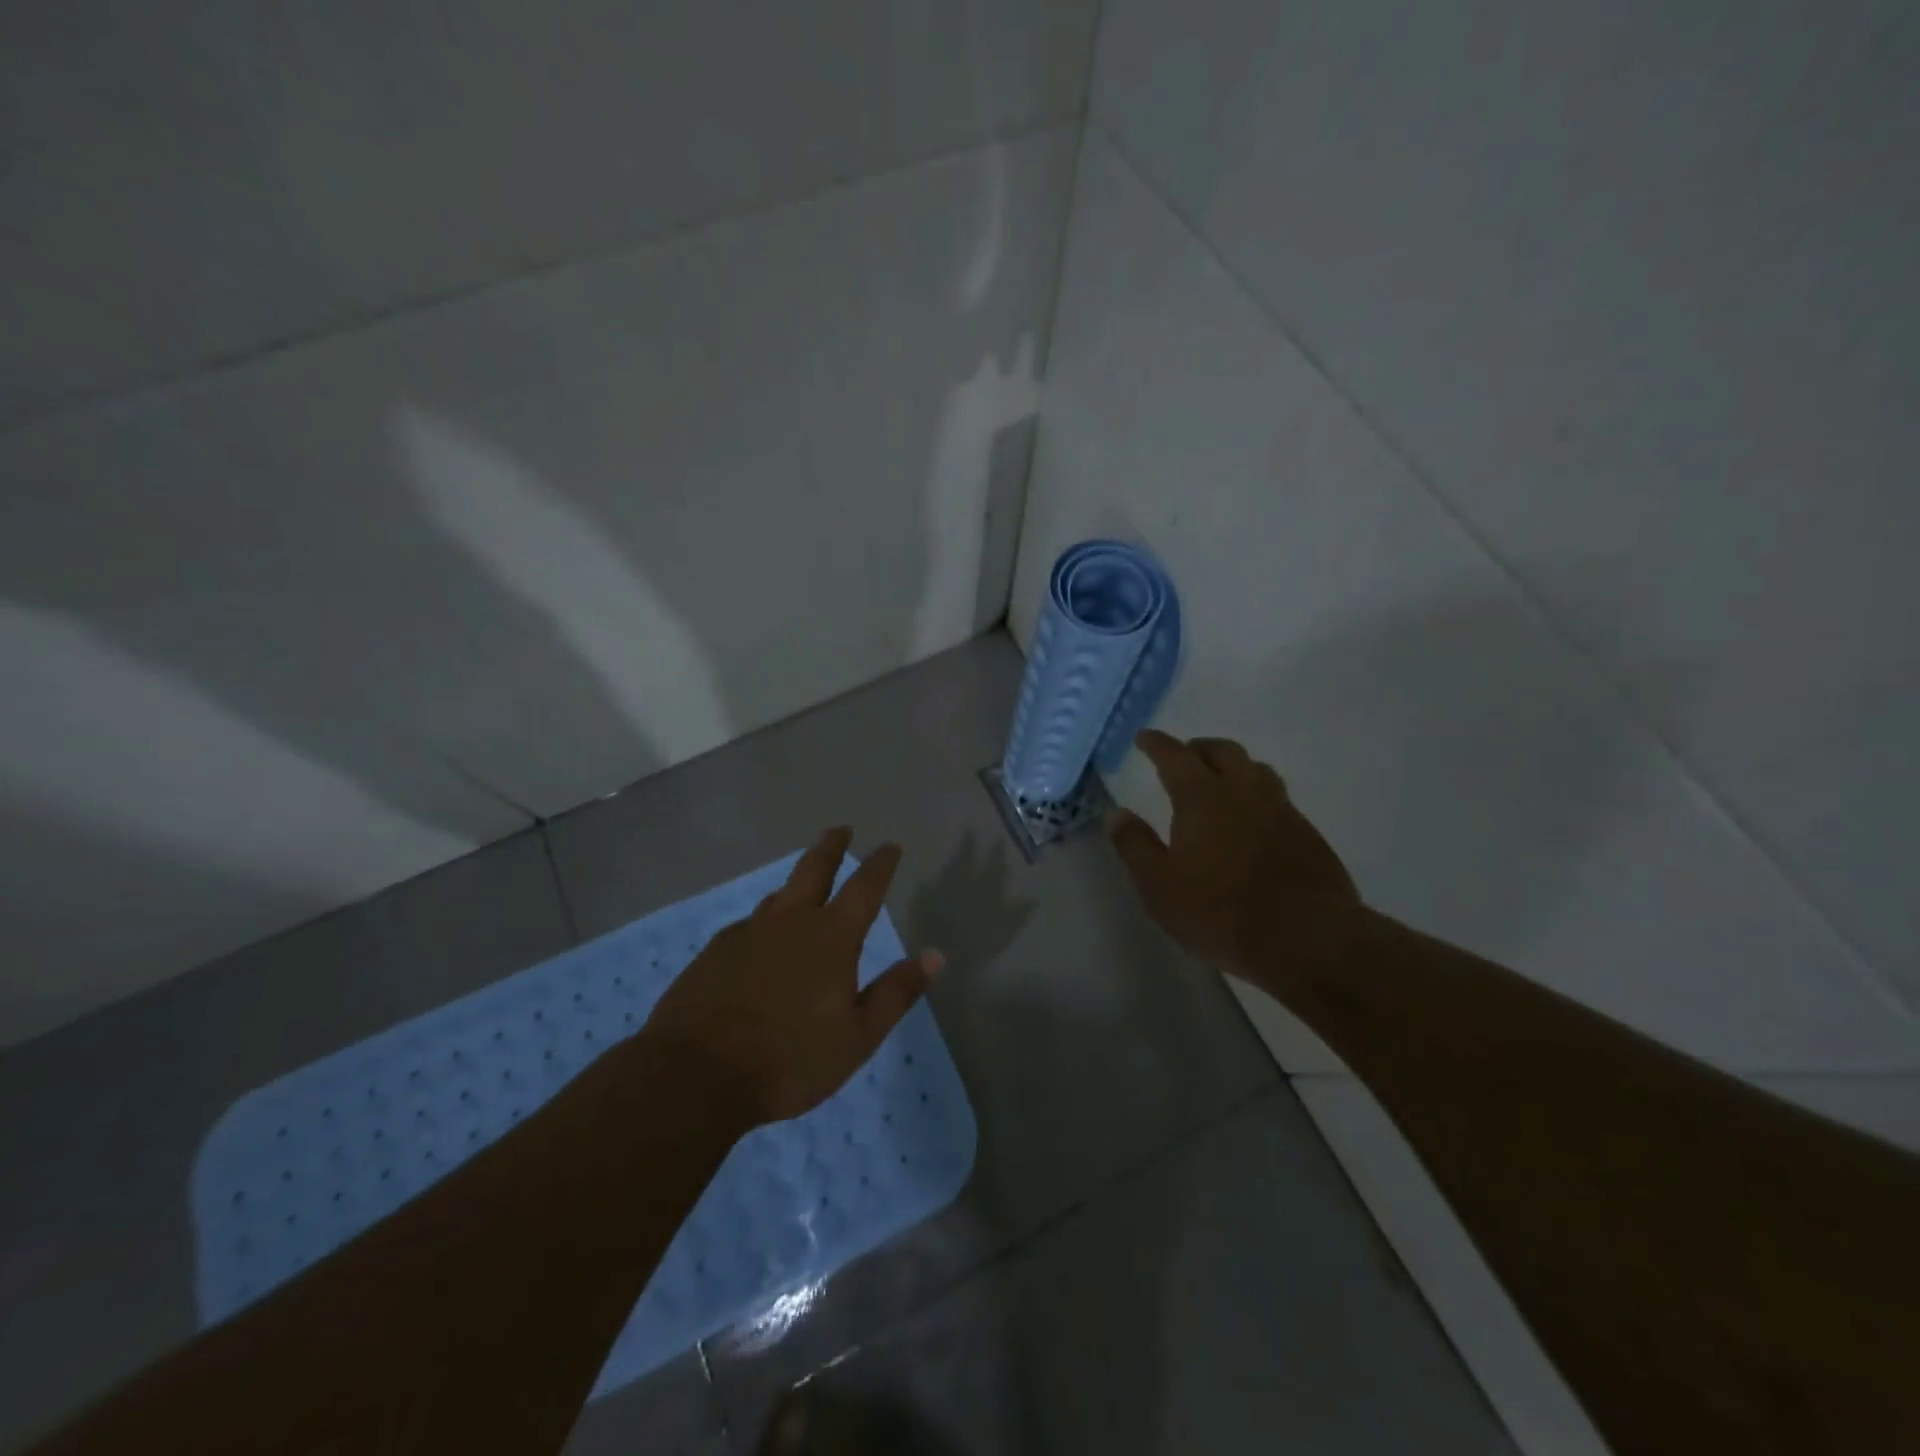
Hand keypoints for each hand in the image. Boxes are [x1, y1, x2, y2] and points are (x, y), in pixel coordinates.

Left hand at [640, 828, 941, 1129]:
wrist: (696, 1074)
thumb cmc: (789, 1059)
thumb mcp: (858, 1036)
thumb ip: (896, 992)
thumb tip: (935, 955)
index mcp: (831, 938)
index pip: (864, 888)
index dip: (880, 864)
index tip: (889, 846)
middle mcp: (791, 922)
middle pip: (814, 869)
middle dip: (831, 846)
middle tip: (840, 829)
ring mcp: (749, 933)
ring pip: (779, 895)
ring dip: (796, 883)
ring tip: (803, 883)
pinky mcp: (716, 951)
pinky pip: (750, 925)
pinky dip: (765, 922)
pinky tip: (760, 939)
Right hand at [1108, 731, 1361, 989]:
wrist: (1307, 939)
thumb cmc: (1220, 911)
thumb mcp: (1159, 885)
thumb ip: (1135, 845)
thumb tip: (1116, 814)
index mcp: (1203, 797)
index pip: (1175, 756)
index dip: (1157, 744)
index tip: (1144, 738)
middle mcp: (1244, 792)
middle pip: (1223, 751)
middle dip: (1199, 748)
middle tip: (1184, 756)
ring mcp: (1281, 811)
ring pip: (1256, 770)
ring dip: (1234, 766)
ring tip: (1221, 780)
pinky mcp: (1308, 834)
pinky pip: (1278, 798)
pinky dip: (1257, 795)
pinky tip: (1253, 819)